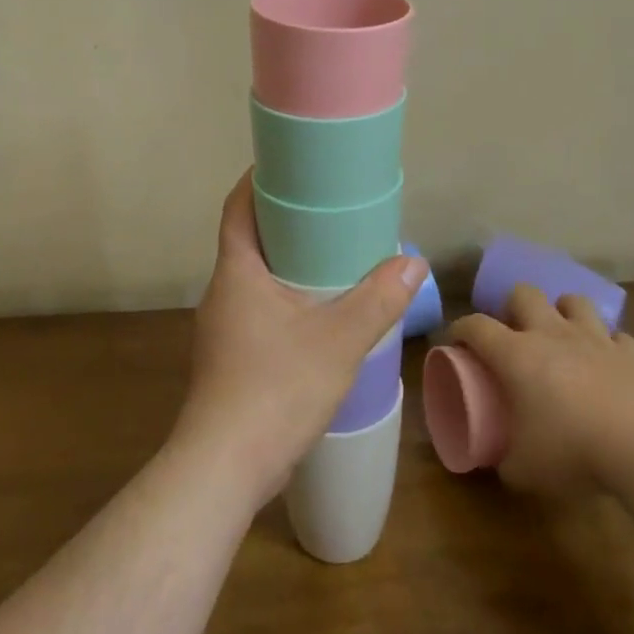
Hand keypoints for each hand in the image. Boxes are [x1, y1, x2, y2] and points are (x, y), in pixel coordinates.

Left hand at [170, 173, 425, 512]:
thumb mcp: (339, 340)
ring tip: (331, 256)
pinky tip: (316, 313)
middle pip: (249, 238)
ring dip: (286, 261)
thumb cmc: (275, 389)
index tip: (292, 165)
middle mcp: (222, 291)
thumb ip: (378, 299)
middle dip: (284, 220)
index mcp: (237, 271)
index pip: (238, 207)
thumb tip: (412, 262)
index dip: (260, 180)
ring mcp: (222, 327)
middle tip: (328, 209)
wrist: (224, 468)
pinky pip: (258, 308)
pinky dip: (285, 296)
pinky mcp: (230, 357)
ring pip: (254, 277)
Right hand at [447, 285, 633, 496]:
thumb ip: (504, 461)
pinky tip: (607, 362)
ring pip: (572, 301)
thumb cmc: (571, 451)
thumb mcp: (523, 469)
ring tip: (561, 336)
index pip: (475, 325)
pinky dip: (609, 345)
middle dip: (514, 307)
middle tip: (515, 334)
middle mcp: (550, 334)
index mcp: (515, 354)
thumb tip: (499, 463)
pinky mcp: (630, 352)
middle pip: (524, 293)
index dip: (460, 329)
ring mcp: (593, 338)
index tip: (456, 342)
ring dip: (563, 313)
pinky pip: (616, 336)